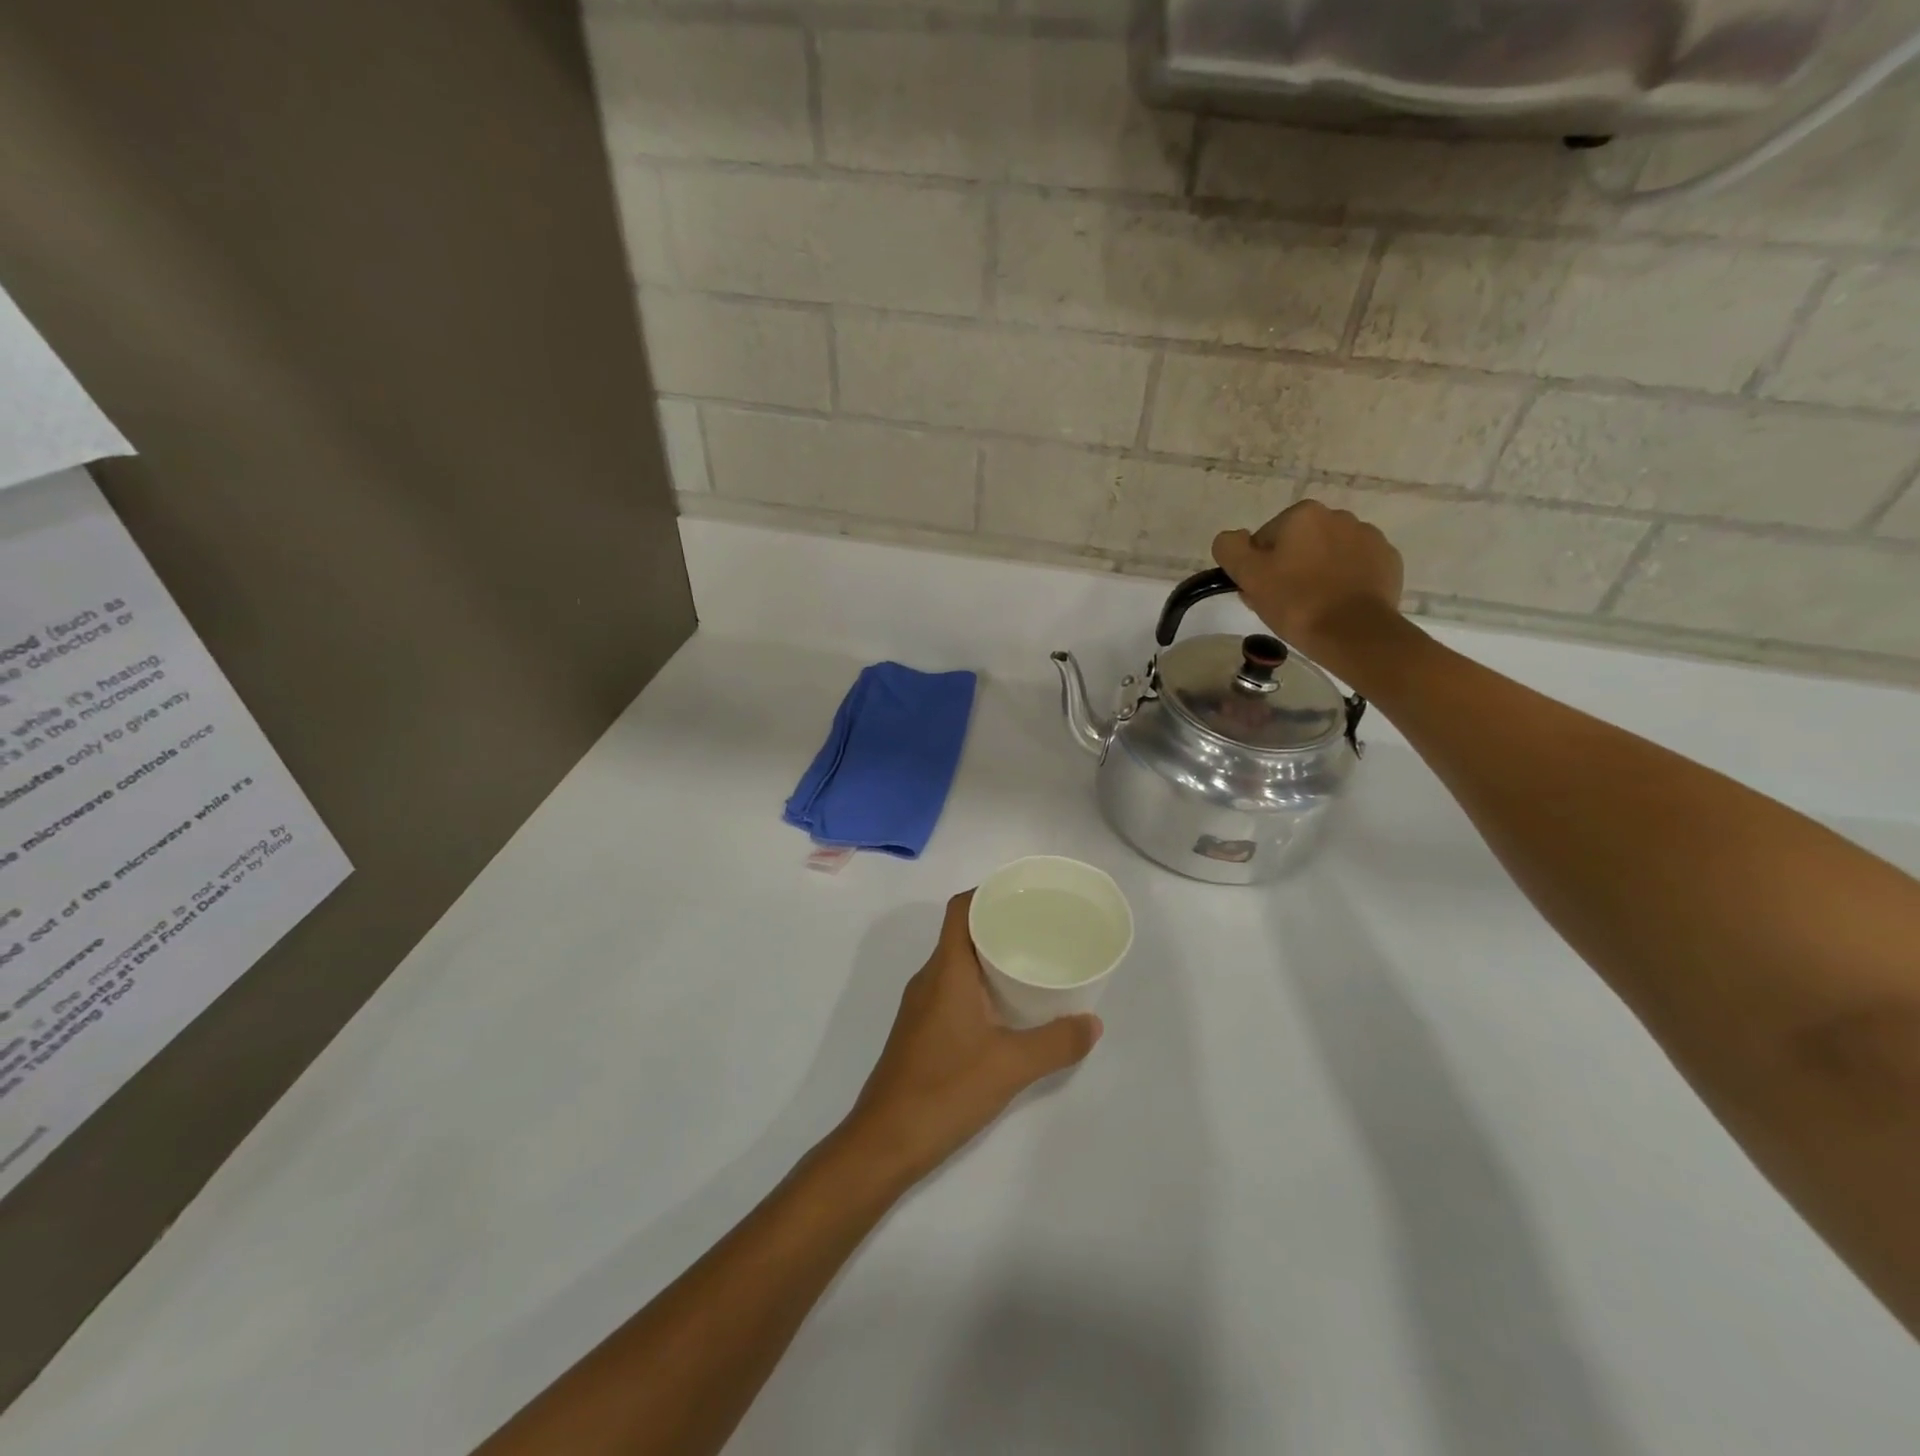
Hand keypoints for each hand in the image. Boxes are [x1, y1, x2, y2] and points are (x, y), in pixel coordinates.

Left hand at [838, 891, 1101, 1186]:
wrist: (883, 1143)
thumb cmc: (944, 1090)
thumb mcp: (1010, 1066)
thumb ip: (1056, 1043)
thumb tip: (1093, 1023)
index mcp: (946, 970)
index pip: (961, 909)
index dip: (989, 892)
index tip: (1026, 895)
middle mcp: (930, 979)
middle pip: (962, 933)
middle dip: (1000, 924)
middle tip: (1043, 929)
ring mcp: (922, 1006)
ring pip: (958, 964)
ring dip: (991, 957)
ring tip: (1033, 963)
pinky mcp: (922, 1031)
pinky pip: (954, 989)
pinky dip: (981, 986)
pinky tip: (1008, 1009)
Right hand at [1212, 499, 1404, 667]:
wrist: (1354, 633)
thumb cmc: (1296, 602)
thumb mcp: (1248, 576)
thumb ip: (1230, 548)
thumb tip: (1232, 538)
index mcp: (1303, 514)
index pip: (1265, 539)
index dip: (1258, 567)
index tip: (1262, 591)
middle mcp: (1339, 516)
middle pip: (1299, 543)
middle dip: (1289, 567)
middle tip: (1284, 602)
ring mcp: (1369, 537)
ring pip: (1328, 554)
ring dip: (1317, 572)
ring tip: (1313, 605)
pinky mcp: (1388, 561)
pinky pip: (1356, 567)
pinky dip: (1345, 581)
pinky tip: (1338, 604)